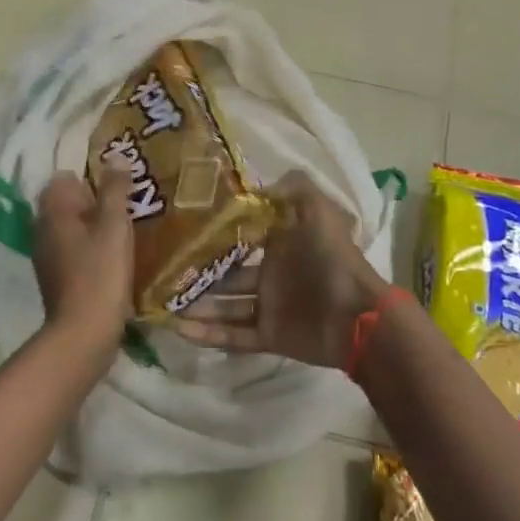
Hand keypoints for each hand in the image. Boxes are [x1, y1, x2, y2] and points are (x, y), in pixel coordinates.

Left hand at [32, 162, 133, 355]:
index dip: (92, 180)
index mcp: (52, 211)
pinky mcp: (55, 278)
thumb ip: (115, 189)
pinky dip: (90, 250)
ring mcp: (46, 255)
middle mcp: (42, 229)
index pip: (65, 178)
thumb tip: (116, 157)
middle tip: (128, 212)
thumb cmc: (100, 273)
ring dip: (95, 228)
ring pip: (71, 228)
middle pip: (68, 203)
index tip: (118, 192)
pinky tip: (114, 261)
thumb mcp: (114, 226)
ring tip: (126, 236)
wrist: (84, 332)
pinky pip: (73, 251)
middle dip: (96, 204)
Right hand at [171, 172, 388, 368]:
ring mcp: (269, 307)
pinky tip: (178, 328)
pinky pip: (233, 335)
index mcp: (282, 244)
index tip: (181, 228)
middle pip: (227, 274)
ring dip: (197, 305)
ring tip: (162, 301)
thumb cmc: (332, 259)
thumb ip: (293, 189)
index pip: (242, 236)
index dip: (216, 233)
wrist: (357, 316)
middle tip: (162, 270)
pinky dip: (208, 334)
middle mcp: (272, 274)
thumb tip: (257, 184)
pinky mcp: (269, 336)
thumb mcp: (318, 211)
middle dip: (198, 273)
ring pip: (224, 306)